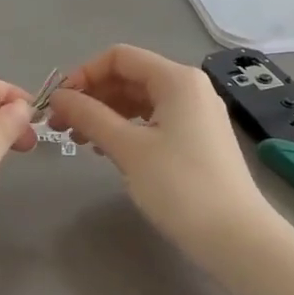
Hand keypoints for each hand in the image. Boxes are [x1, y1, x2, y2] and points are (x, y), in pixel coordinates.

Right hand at [46, 44, 270, 251]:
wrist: (235, 237)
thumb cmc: (179, 186)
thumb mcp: (128, 148)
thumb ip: (89, 116)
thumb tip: (58, 98)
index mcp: (176, 79)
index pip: (119, 57)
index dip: (84, 74)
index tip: (60, 103)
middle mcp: (189, 88)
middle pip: (129, 77)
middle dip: (92, 96)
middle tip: (61, 125)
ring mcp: (196, 113)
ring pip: (140, 100)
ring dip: (105, 113)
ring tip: (78, 139)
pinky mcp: (197, 138)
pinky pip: (153, 120)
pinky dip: (126, 128)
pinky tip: (106, 149)